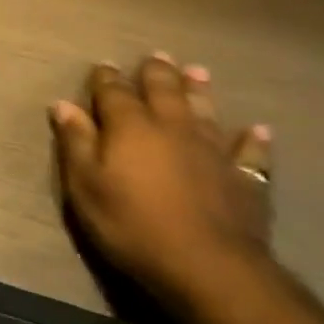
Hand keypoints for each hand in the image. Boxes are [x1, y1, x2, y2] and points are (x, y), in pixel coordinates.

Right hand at [51, 54, 273, 316]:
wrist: (210, 268)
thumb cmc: (133, 226)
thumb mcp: (86, 187)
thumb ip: (76, 143)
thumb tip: (63, 104)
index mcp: (130, 127)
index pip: (114, 92)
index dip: (106, 78)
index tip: (102, 66)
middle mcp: (172, 128)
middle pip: (163, 91)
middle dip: (156, 73)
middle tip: (156, 56)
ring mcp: (212, 151)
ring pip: (205, 111)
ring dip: (200, 91)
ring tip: (197, 72)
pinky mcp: (244, 179)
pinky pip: (250, 153)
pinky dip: (253, 140)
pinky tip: (259, 130)